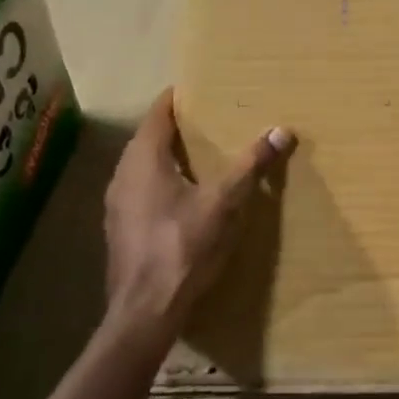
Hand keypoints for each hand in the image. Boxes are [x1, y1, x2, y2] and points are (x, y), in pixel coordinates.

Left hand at [102, 89, 294, 347]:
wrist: (144, 311)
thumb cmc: (182, 247)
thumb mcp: (223, 203)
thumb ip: (250, 165)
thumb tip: (281, 131)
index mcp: (142, 160)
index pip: (157, 114)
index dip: (177, 98)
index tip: (200, 88)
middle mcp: (122, 176)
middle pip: (148, 138)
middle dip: (176, 127)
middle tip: (210, 119)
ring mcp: (117, 205)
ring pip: (143, 166)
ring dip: (168, 156)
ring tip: (202, 154)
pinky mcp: (121, 228)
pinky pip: (141, 190)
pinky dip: (162, 181)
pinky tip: (185, 195)